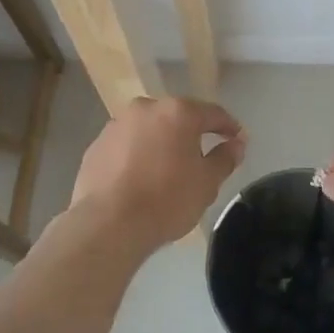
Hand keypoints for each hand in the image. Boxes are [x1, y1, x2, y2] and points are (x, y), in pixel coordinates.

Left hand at [71, 97, 246, 255]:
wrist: (109, 223)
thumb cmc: (167, 199)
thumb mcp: (207, 182)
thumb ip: (225, 158)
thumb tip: (236, 144)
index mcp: (178, 112)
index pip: (212, 113)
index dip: (228, 126)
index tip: (237, 139)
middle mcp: (146, 109)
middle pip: (176, 117)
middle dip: (191, 133)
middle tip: (201, 155)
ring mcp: (117, 125)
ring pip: (148, 129)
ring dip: (161, 142)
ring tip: (167, 168)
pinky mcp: (96, 145)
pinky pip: (126, 145)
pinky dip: (137, 155)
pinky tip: (140, 178)